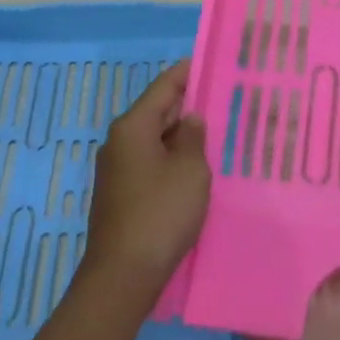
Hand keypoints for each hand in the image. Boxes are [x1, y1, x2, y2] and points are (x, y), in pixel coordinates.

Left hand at [82, 60, 209, 301]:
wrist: (122, 276)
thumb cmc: (160, 214)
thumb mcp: (190, 170)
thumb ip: (194, 137)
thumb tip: (190, 119)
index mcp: (133, 126)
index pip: (164, 86)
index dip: (189, 72)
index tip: (213, 62)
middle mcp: (119, 141)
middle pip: (158, 111)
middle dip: (188, 105)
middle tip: (223, 100)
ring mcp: (116, 169)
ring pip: (155, 139)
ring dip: (181, 136)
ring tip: (215, 133)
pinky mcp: (120, 194)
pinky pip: (150, 163)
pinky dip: (172, 159)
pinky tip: (195, 169)